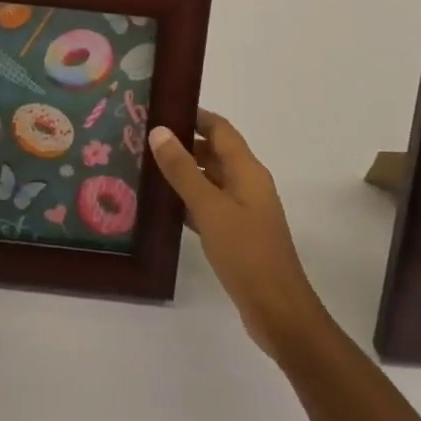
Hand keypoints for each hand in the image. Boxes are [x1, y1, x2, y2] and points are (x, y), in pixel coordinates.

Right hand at [150, 110, 328, 357]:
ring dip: (183, 171)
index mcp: (247, 170)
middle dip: (182, 142)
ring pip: (210, 179)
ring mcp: (244, 209)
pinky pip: (209, 204)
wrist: (278, 311)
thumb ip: (182, 169)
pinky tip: (163, 206)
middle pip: (214, 151)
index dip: (193, 115)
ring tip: (144, 167)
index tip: (159, 109)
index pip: (219, 128)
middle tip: (142, 139)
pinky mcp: (237, 233)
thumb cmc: (245, 253)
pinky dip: (188, 199)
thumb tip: (159, 131)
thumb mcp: (209, 207)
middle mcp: (248, 183)